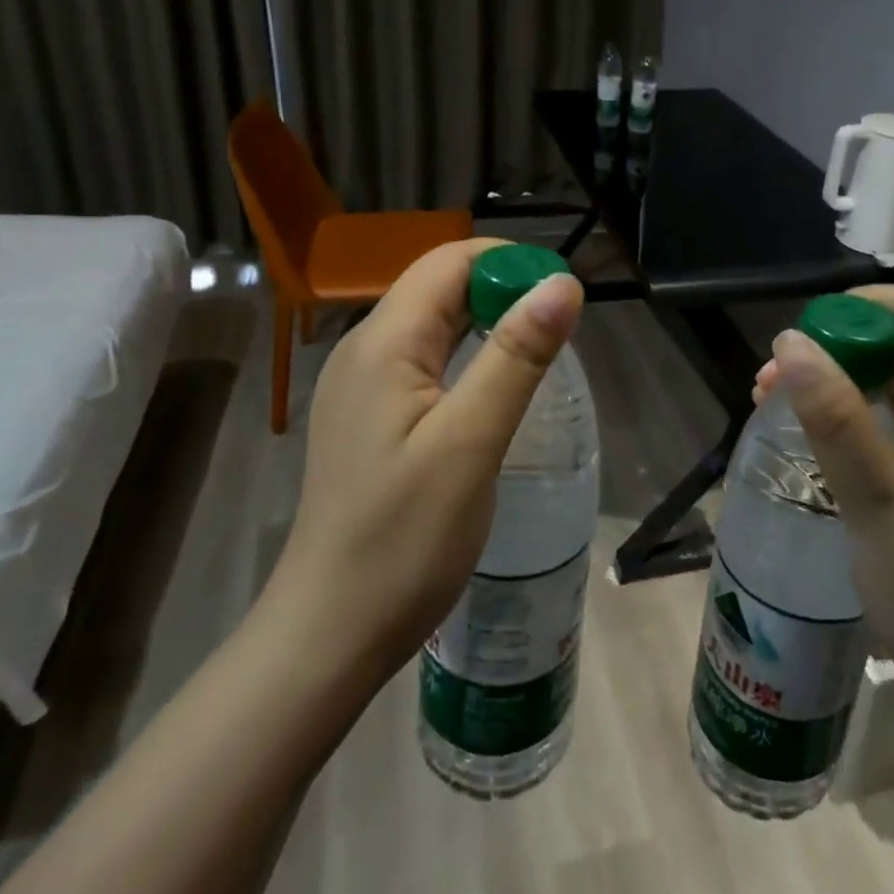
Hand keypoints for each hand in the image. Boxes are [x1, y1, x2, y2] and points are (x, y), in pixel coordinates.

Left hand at [264, 239, 583, 684]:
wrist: (330, 631)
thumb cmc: (404, 539)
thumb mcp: (471, 442)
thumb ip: (517, 356)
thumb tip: (562, 284)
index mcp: (383, 342)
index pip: (448, 262)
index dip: (508, 263)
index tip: (563, 295)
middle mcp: (365, 350)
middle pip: (439, 288)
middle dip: (503, 290)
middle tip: (560, 329)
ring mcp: (362, 385)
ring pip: (433, 324)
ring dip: (488, 322)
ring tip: (539, 352)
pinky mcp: (370, 417)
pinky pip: (424, 361)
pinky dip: (467, 355)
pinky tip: (495, 386)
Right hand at [756, 285, 893, 729]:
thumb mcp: (877, 507)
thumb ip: (836, 419)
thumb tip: (791, 340)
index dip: (857, 308)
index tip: (799, 340)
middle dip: (841, 345)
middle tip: (774, 382)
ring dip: (848, 375)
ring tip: (784, 400)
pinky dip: (868, 407)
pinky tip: (827, 428)